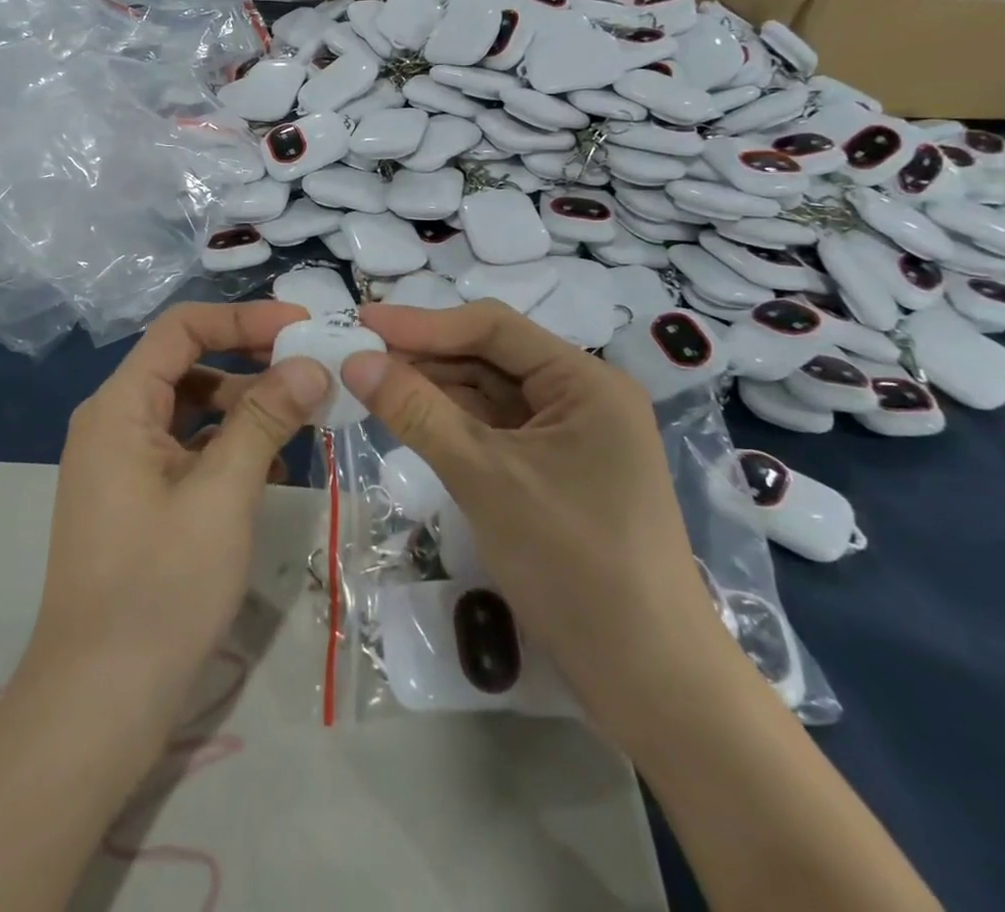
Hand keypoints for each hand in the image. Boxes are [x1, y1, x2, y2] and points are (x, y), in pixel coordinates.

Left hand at [27, 302, 328, 725]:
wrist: (98, 703)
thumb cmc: (160, 588)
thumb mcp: (222, 495)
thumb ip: (264, 420)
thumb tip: (309, 364)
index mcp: (120, 407)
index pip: (182, 329)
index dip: (242, 318)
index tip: (301, 327)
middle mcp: (114, 423)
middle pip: (187, 365)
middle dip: (250, 362)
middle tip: (312, 371)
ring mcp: (122, 463)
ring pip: (190, 409)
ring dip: (245, 408)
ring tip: (304, 422)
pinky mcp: (136, 498)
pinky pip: (186, 450)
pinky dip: (229, 448)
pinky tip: (274, 470)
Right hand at [341, 302, 731, 739]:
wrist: (650, 683)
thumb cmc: (574, 564)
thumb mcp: (485, 478)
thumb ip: (417, 412)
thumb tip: (355, 360)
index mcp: (585, 381)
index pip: (493, 329)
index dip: (423, 322)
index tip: (362, 320)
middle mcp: (581, 397)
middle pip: (490, 358)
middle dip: (425, 357)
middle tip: (357, 357)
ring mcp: (570, 437)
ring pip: (489, 396)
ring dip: (433, 391)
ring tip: (371, 385)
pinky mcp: (555, 473)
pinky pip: (495, 432)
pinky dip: (451, 425)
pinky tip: (409, 422)